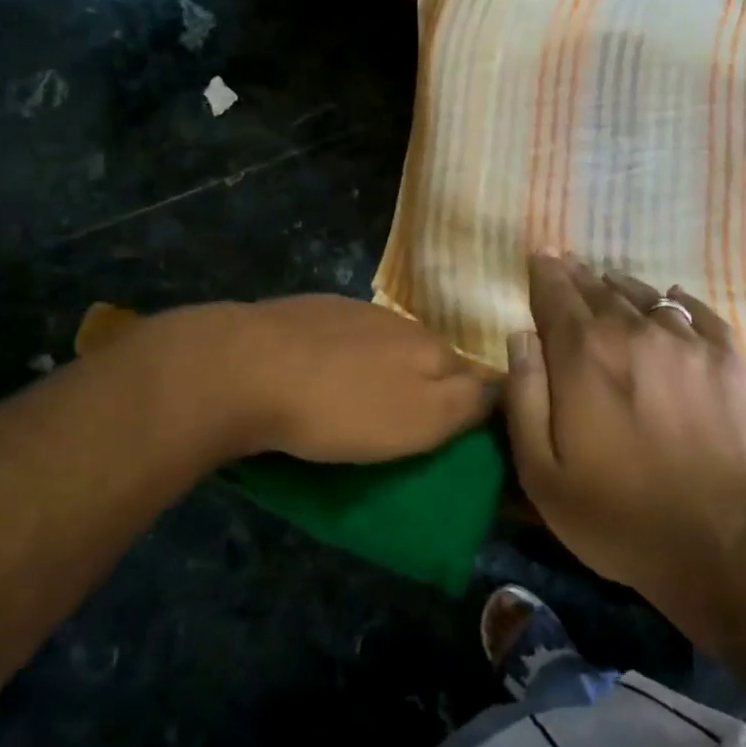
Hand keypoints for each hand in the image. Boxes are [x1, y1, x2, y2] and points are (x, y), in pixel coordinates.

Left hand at [226, 295, 496, 463]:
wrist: (245, 368)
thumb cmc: (340, 407)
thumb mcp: (419, 420)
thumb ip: (467, 403)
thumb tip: (500, 387)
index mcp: (429, 346)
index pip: (472, 374)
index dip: (471, 405)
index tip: (458, 435)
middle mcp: (397, 321)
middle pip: (427, 357)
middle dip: (425, 387)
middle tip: (405, 427)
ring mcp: (349, 310)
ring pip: (382, 346)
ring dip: (381, 372)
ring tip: (359, 406)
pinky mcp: (306, 312)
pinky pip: (340, 339)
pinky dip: (341, 360)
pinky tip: (319, 378)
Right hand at [505, 255, 745, 648]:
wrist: (738, 543)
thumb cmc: (626, 518)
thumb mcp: (545, 475)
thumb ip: (525, 399)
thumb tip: (518, 338)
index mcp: (583, 356)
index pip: (555, 297)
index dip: (544, 274)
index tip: (538, 256)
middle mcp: (633, 332)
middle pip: (598, 291)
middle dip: (576, 276)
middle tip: (565, 262)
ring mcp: (688, 343)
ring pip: (645, 296)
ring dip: (621, 285)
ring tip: (608, 279)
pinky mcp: (731, 360)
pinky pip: (699, 313)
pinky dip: (679, 301)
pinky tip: (673, 299)